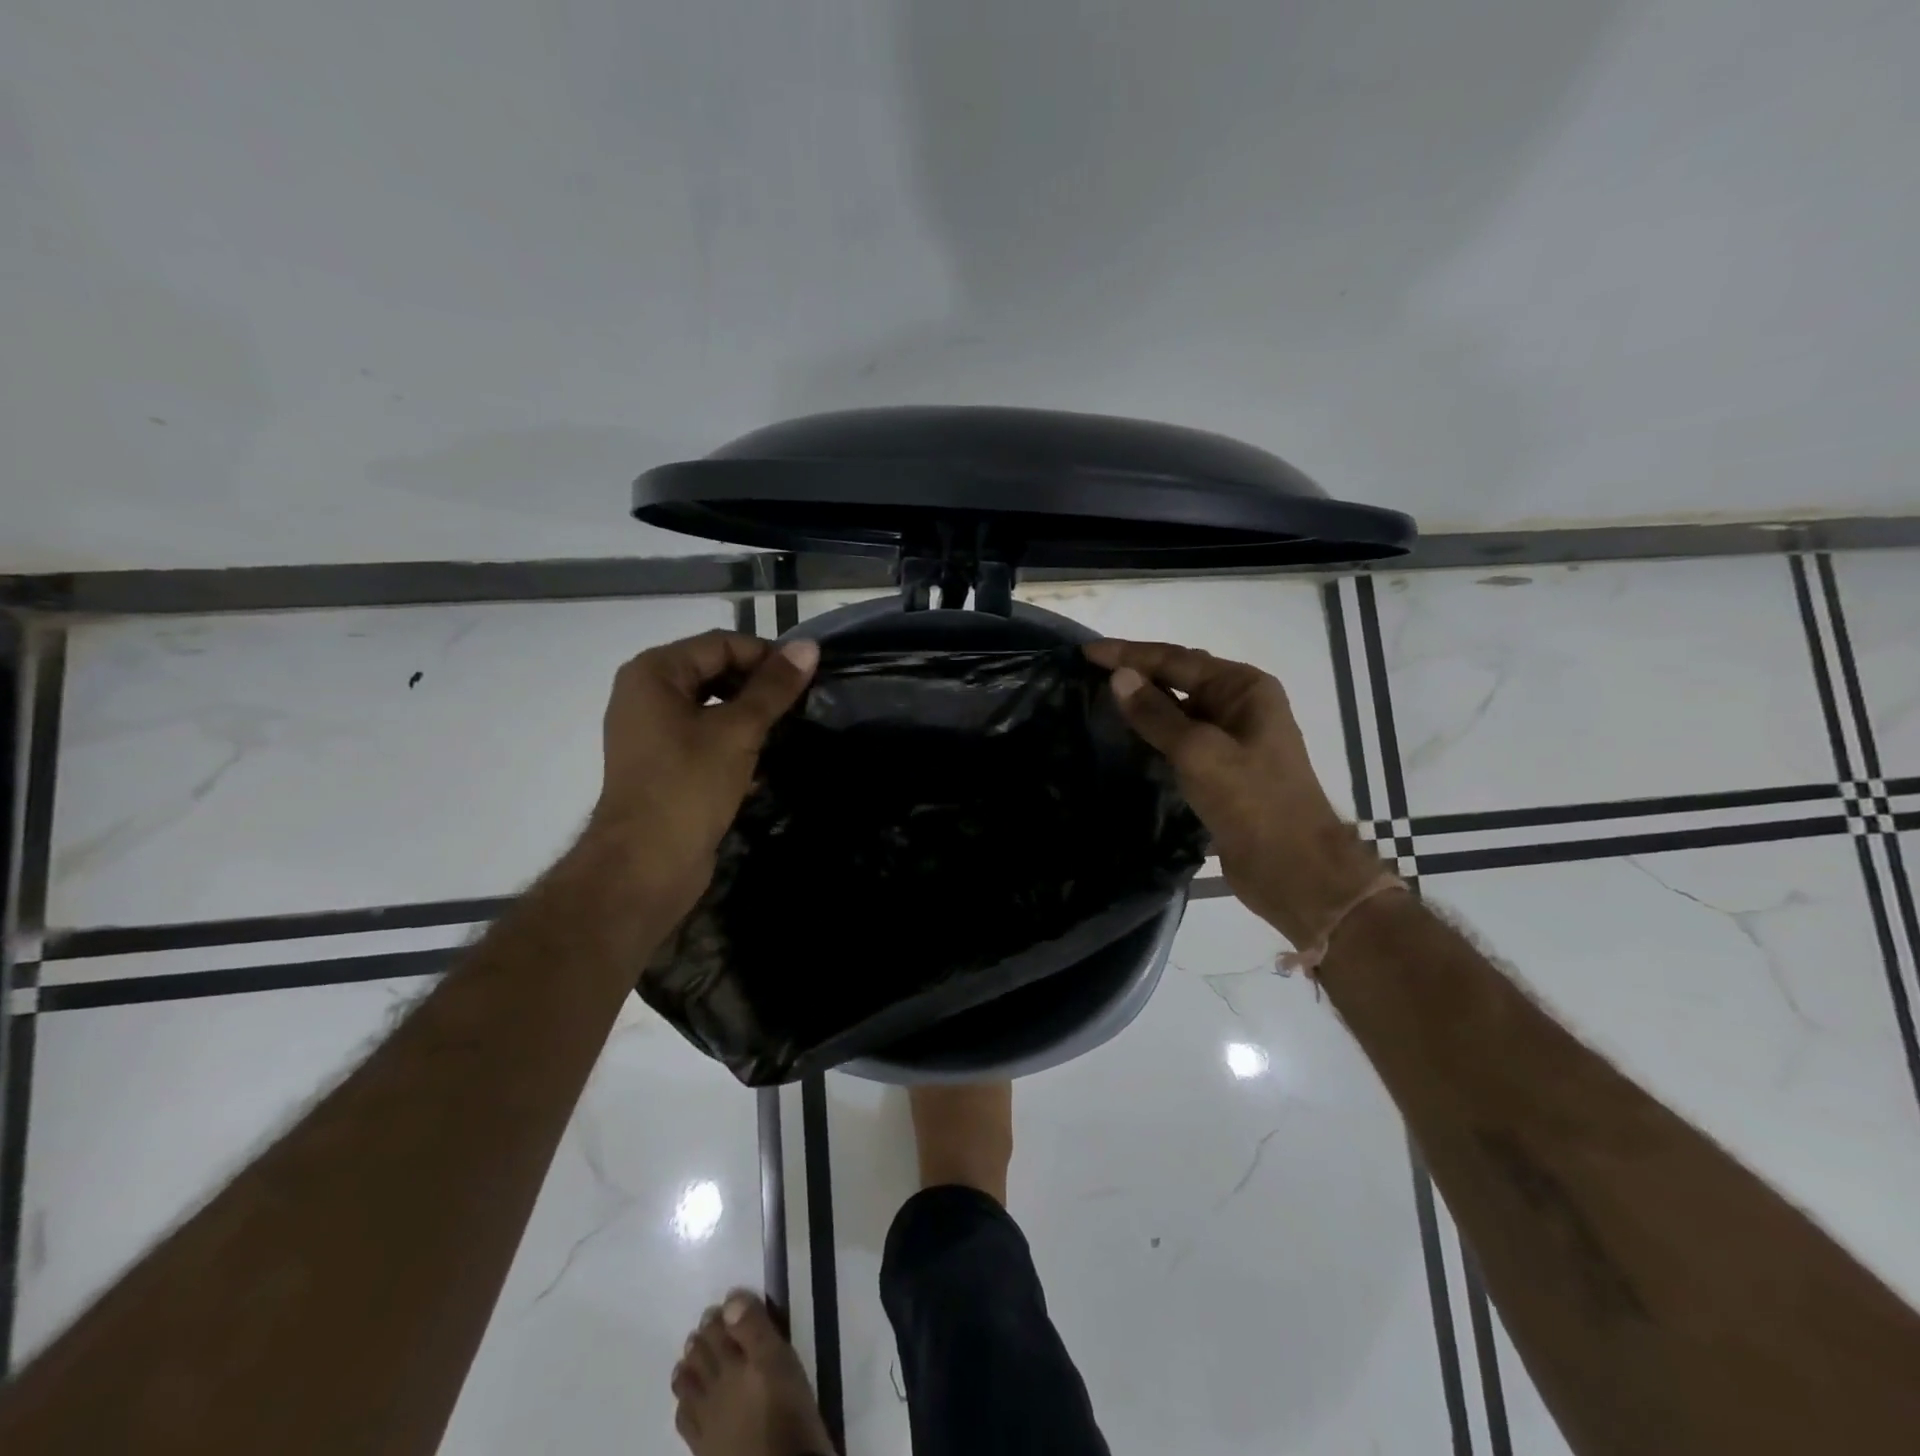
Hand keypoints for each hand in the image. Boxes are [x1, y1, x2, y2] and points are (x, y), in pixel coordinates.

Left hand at [587, 630, 818, 916]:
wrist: (645, 865)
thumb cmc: (688, 786)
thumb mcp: (738, 730)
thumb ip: (774, 688)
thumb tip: (808, 647)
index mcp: (654, 673)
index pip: (721, 644)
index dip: (766, 655)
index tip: (808, 677)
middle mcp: (647, 694)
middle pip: (715, 672)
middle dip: (759, 686)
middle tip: (803, 703)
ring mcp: (652, 732)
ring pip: (713, 708)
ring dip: (751, 716)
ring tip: (790, 729)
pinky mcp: (664, 765)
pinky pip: (705, 737)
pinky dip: (735, 742)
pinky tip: (765, 761)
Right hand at [1085, 640, 1383, 947]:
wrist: (1294, 868)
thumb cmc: (1252, 802)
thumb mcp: (1199, 752)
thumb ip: (1156, 714)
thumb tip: (1119, 677)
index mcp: (1244, 687)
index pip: (1177, 658)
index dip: (1129, 653)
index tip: (1086, 652)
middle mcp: (1241, 704)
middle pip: (1180, 677)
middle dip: (1136, 672)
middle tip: (1088, 672)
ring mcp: (1234, 738)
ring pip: (1179, 710)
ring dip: (1144, 705)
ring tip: (1099, 700)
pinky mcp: (1224, 769)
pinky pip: (1182, 740)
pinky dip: (1155, 735)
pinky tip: (1128, 739)